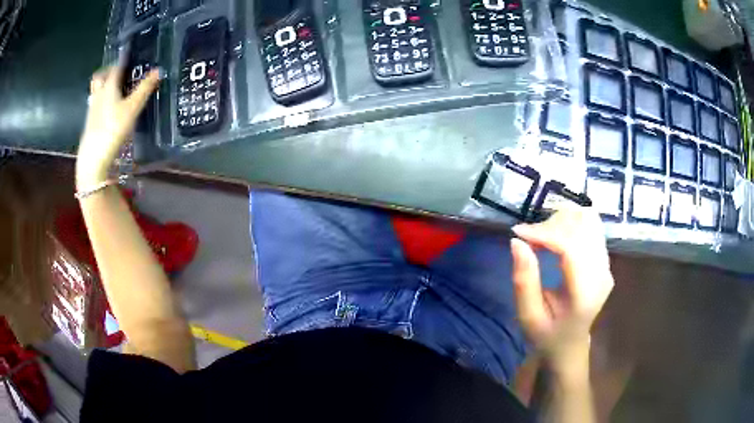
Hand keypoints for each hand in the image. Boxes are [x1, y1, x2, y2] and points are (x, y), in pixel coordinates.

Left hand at [76, 66, 159, 189]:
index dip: (124, 59)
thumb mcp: (132, 109)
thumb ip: (144, 89)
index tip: (130, 53)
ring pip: (95, 91)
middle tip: (118, 71)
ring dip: (103, 85)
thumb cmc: (112, 129)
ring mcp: (92, 110)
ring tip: (113, 89)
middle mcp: (98, 95)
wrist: (93, 159)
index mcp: (108, 87)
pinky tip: (107, 109)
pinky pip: (94, 105)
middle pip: (100, 77)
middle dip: (108, 71)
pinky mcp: (89, 124)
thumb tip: (159, 70)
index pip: (116, 67)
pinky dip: (100, 101)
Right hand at [510, 207, 613, 373]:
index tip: (518, 232)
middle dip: (551, 225)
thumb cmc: (546, 335)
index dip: (544, 233)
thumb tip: (517, 242)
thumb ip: (524, 281)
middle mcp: (602, 273)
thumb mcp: (528, 316)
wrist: (570, 345)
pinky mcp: (604, 258)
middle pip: (582, 227)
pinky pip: (590, 226)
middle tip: (528, 239)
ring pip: (588, 220)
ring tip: (541, 237)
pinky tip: (554, 237)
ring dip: (560, 221)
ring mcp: (606, 264)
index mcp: (585, 293)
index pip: (571, 248)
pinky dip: (569, 224)